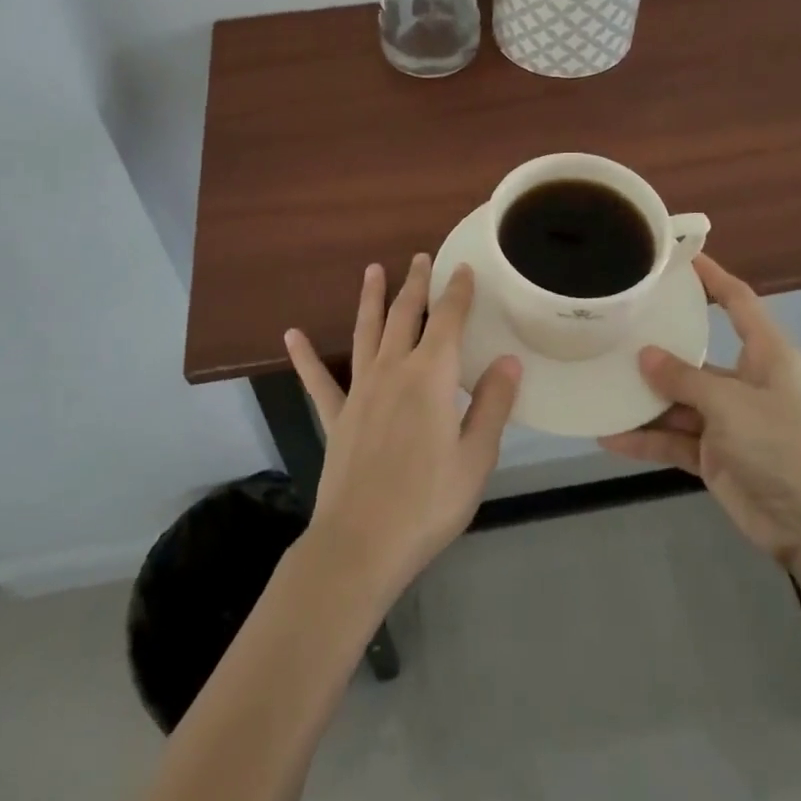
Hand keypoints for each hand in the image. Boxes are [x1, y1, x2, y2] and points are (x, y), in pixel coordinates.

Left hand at [284, 255, 521, 602]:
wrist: (361, 543)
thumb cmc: (428, 502)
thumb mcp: (475, 458)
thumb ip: (492, 405)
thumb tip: (509, 359)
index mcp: (430, 376)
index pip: (448, 320)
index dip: (457, 291)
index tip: (462, 268)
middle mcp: (393, 370)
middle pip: (405, 314)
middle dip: (415, 283)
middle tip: (420, 257)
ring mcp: (360, 390)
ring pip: (366, 331)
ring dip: (370, 299)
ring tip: (372, 270)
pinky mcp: (337, 416)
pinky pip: (318, 380)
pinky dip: (305, 356)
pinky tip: (291, 335)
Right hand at [600, 254, 800, 566]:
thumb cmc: (784, 446)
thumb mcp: (732, 404)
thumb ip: (684, 378)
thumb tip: (644, 355)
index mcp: (766, 355)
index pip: (737, 301)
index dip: (711, 277)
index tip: (678, 257)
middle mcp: (746, 381)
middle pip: (696, 353)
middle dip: (659, 345)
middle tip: (616, 325)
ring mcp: (730, 421)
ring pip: (679, 399)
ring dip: (645, 399)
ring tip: (600, 382)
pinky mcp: (716, 456)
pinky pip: (675, 439)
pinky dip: (647, 439)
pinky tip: (611, 436)